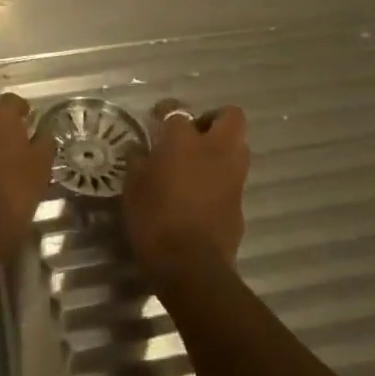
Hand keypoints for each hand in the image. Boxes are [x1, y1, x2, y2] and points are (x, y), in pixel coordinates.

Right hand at [122, 102, 249, 282]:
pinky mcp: (240, 200)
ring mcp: (233, 175)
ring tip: (198, 162)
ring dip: (222, 146)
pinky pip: (234, 176)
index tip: (156, 119)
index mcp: (183, 140)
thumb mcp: (133, 186)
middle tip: (192, 134)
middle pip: (230, 116)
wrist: (190, 264)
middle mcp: (215, 149)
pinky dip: (221, 176)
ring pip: (239, 145)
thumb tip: (139, 149)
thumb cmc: (153, 218)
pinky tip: (201, 192)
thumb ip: (138, 161)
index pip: (176, 111)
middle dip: (213, 119)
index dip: (165, 111)